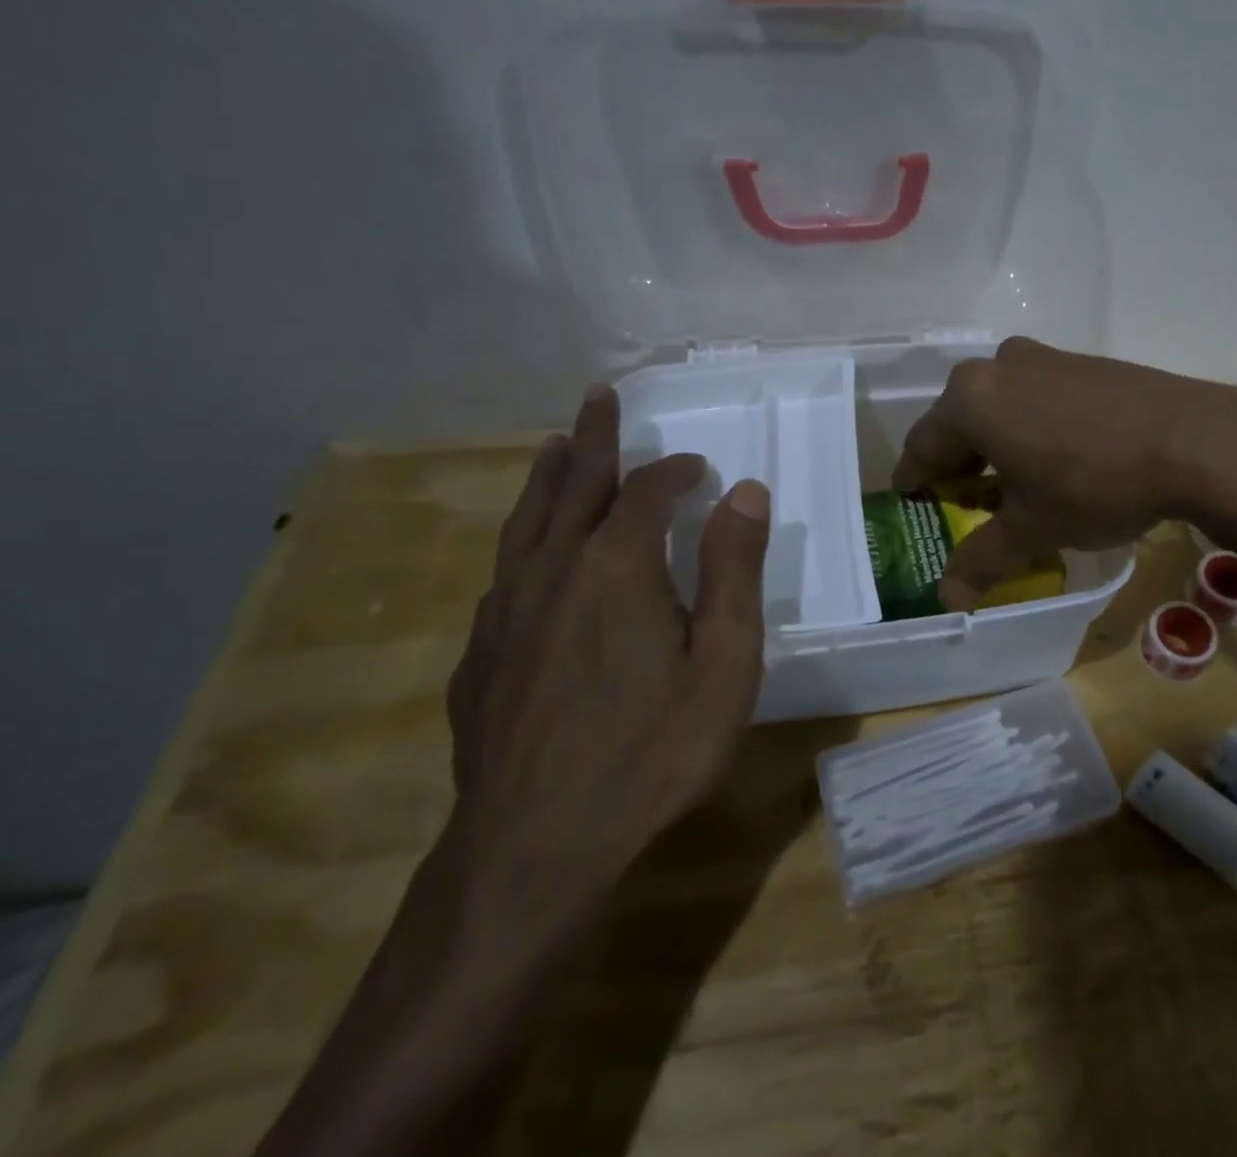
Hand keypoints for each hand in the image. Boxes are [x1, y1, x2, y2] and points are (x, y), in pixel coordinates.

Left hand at [445, 384, 770, 933]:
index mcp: (616, 565)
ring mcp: (506, 612)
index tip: (701, 469)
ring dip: (548, 478)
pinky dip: (524, 540)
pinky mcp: (480, 655)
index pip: (647, 492)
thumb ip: (734, 569)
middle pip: (574, 486)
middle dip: (594, 438)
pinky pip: (504, 573)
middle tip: (599, 397)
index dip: (676, 471)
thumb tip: (746, 492)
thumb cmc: (651, 751)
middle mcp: (553, 570)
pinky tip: (529, 554)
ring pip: (526, 523)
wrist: (535, 848)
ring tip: (557, 447)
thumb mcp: (723, 661)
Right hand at [893, 337, 1236, 609]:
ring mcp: (1045, 358)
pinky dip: (1030, 426)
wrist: (1195, 440)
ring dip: (995, 444)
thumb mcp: (1033, 528)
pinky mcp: (1084, 362)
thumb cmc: (1094, 483)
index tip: (911, 500)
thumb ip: (982, 558)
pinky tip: (1056, 457)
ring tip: (1011, 482)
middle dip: (957, 464)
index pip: (923, 445)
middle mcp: (999, 366)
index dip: (914, 480)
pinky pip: (1036, 397)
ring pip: (999, 406)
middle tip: (963, 501)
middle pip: (960, 421)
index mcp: (971, 399)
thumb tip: (947, 597)